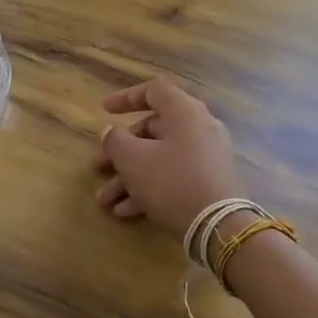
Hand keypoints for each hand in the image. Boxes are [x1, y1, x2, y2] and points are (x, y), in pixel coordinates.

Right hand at [93, 77, 245, 235]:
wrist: (219, 226)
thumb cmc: (171, 181)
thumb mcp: (132, 159)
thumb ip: (115, 140)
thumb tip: (111, 132)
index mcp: (184, 112)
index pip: (154, 90)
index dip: (126, 98)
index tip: (104, 110)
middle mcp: (199, 128)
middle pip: (152, 130)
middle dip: (119, 151)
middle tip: (98, 167)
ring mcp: (207, 157)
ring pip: (159, 158)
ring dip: (128, 177)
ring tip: (105, 200)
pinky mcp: (209, 182)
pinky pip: (173, 177)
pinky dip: (149, 189)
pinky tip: (126, 211)